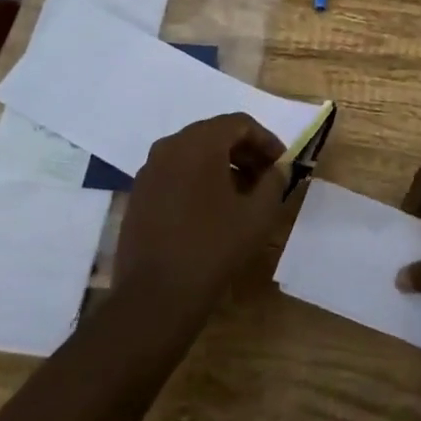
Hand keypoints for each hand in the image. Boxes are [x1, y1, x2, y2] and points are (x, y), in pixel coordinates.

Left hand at [115, 114, 291, 327]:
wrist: (155, 297)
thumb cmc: (213, 249)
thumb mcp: (257, 215)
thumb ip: (274, 182)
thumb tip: (279, 168)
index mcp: (199, 143)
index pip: (239, 123)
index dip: (266, 140)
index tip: (282, 164)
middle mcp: (170, 145)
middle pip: (215, 134)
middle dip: (244, 152)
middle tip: (266, 177)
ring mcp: (149, 169)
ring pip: (193, 153)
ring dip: (222, 165)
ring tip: (242, 195)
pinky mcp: (139, 193)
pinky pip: (175, 172)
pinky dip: (197, 179)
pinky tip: (211, 209)